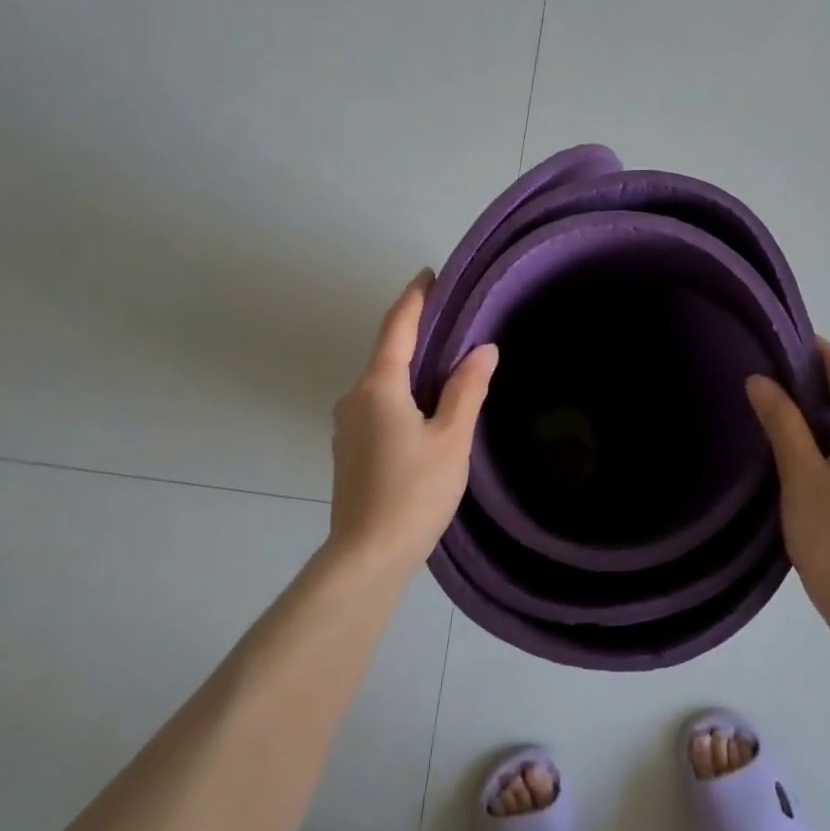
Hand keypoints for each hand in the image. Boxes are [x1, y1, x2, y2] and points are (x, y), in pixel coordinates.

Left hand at [328, 270, 497, 566]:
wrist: (367, 555)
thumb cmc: (414, 492)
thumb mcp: (452, 439)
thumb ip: (467, 390)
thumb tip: (483, 349)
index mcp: (379, 386)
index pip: (397, 327)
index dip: (414, 298)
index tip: (430, 274)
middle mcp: (354, 397)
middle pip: (388, 354)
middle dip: (417, 334)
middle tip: (453, 322)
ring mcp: (346, 424)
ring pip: (383, 383)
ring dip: (411, 369)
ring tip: (447, 367)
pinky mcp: (348, 448)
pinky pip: (378, 406)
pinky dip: (401, 395)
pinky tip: (425, 410)